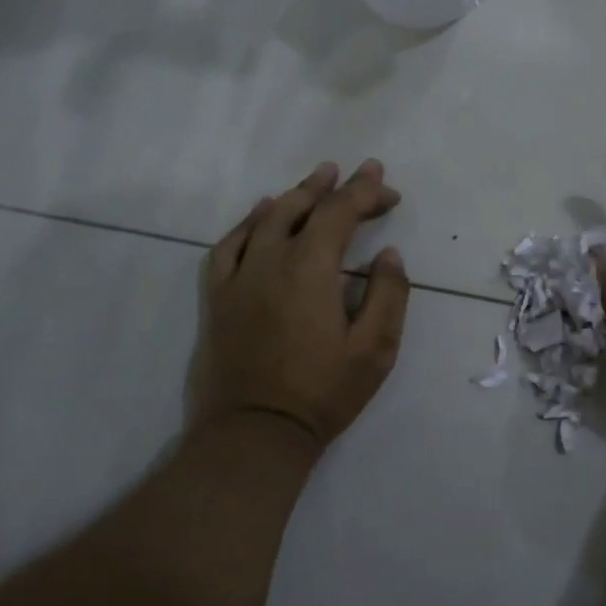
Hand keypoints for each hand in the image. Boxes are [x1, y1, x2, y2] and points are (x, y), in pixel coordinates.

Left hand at [188, 159, 410, 452]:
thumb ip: (388, 295)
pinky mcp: (217, 298)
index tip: (388, 189)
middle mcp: (270, 261)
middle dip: (334, 187)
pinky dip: (248, 223)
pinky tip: (260, 216)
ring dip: (294, 196)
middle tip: (357, 172)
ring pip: (265, 220)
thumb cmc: (322, 393)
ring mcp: (238, 278)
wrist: (254, 434)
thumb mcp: (375, 349)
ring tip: (314, 182)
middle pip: (302, 208)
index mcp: (310, 269)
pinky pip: (228, 246)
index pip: (340, 213)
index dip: (366, 194)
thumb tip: (388, 255)